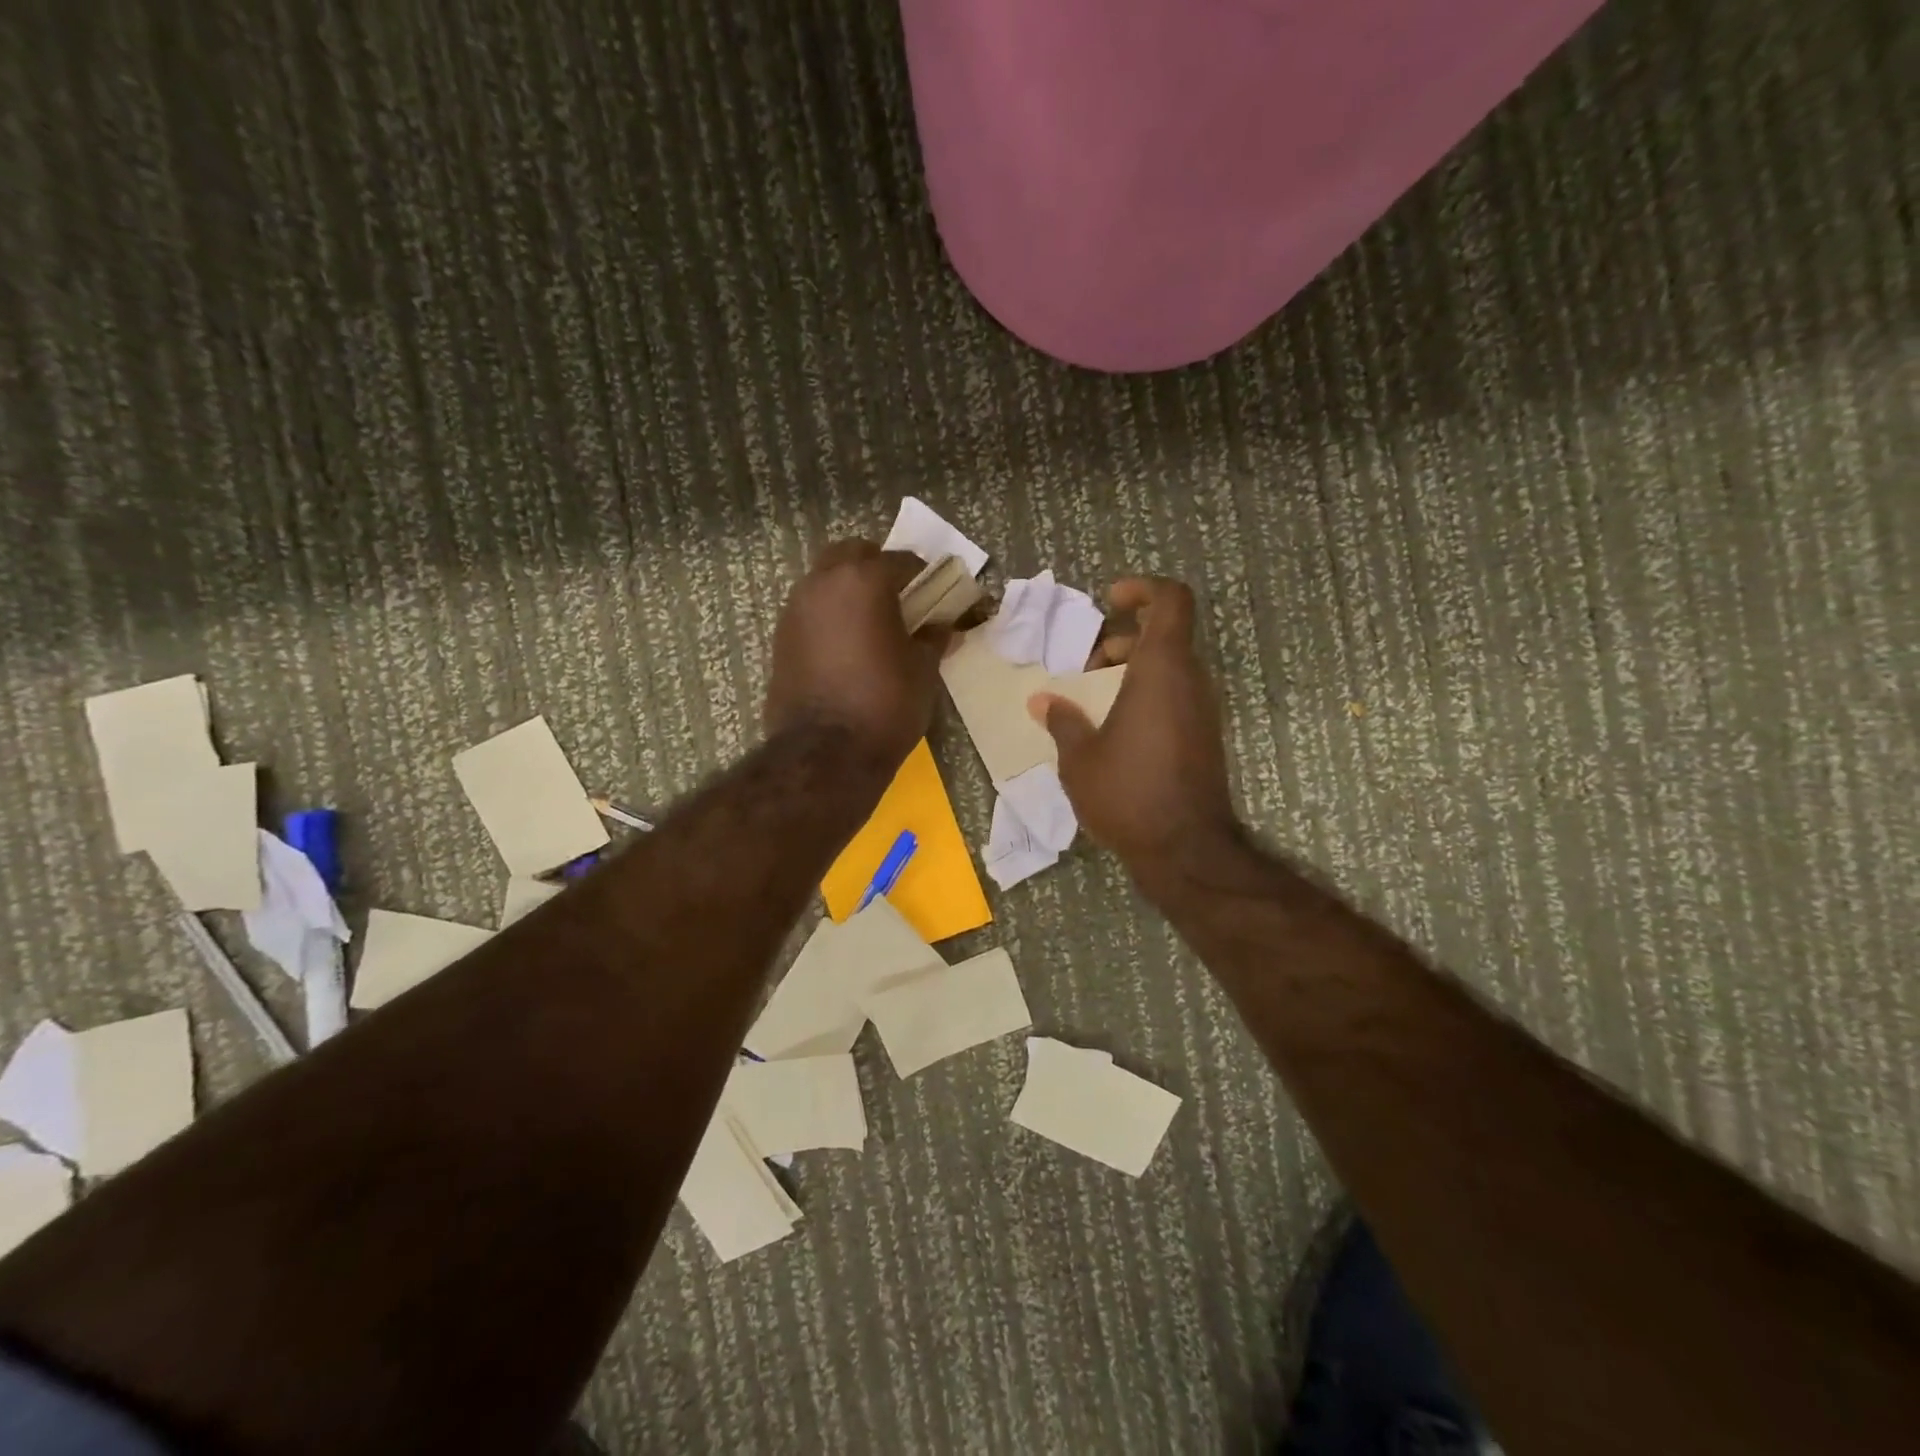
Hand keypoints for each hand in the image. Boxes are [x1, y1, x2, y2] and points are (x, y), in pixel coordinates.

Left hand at [766, 539, 945, 772]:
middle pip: (852, 554)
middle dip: (877, 568)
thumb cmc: (885, 704)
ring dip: (849, 590)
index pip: (900, 561)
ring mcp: (795, 610)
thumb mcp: (923, 670)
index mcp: (863, 580)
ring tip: (872, 624)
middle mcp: (822, 583)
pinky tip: (847, 647)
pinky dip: (830, 616)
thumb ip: (933, 638)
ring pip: (825, 580)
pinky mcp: (780, 639)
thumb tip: (943, 626)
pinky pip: (810, 611)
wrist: (825, 754)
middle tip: (900, 600)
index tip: (936, 594)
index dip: (923, 576)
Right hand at [1028, 577, 1237, 880]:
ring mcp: (1202, 710)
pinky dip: (1145, 697)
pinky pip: (1174, 697)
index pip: (1171, 600)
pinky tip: (1114, 732)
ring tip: (1092, 703)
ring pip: (1169, 668)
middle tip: (1086, 670)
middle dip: (1122, 641)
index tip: (1110, 600)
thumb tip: (1041, 701)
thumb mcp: (1079, 758)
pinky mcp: (1204, 737)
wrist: (1185, 849)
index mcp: (1162, 669)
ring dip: (1131, 672)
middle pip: (1164, 635)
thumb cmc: (1127, 792)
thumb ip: (1061, 721)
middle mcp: (1190, 681)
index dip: (1143, 588)